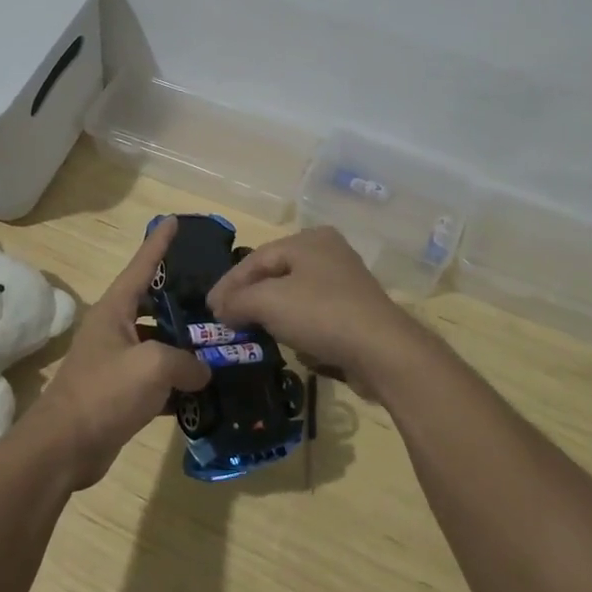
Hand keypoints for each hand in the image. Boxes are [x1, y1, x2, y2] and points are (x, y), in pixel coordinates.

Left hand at [19, 220, 209, 489]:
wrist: (64, 448)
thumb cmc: (105, 392)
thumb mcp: (153, 366)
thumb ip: (186, 361)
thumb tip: (202, 371)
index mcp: (115, 308)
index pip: (142, 265)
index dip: (159, 243)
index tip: (176, 220)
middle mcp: (114, 328)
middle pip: (154, 303)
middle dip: (183, 298)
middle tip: (216, 293)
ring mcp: (116, 361)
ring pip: (158, 342)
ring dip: (184, 344)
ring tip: (220, 340)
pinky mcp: (121, 392)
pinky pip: (156, 377)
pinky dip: (177, 380)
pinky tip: (205, 387)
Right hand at [207, 225, 431, 397]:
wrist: (382, 351)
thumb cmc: (321, 314)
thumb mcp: (268, 303)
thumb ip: (237, 301)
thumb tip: (220, 309)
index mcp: (308, 240)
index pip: (256, 258)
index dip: (229, 284)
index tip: (209, 308)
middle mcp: (328, 252)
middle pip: (275, 273)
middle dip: (248, 296)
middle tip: (225, 317)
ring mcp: (345, 281)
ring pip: (294, 293)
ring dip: (270, 311)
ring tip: (248, 328)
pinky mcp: (354, 310)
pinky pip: (313, 312)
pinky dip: (294, 323)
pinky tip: (284, 339)